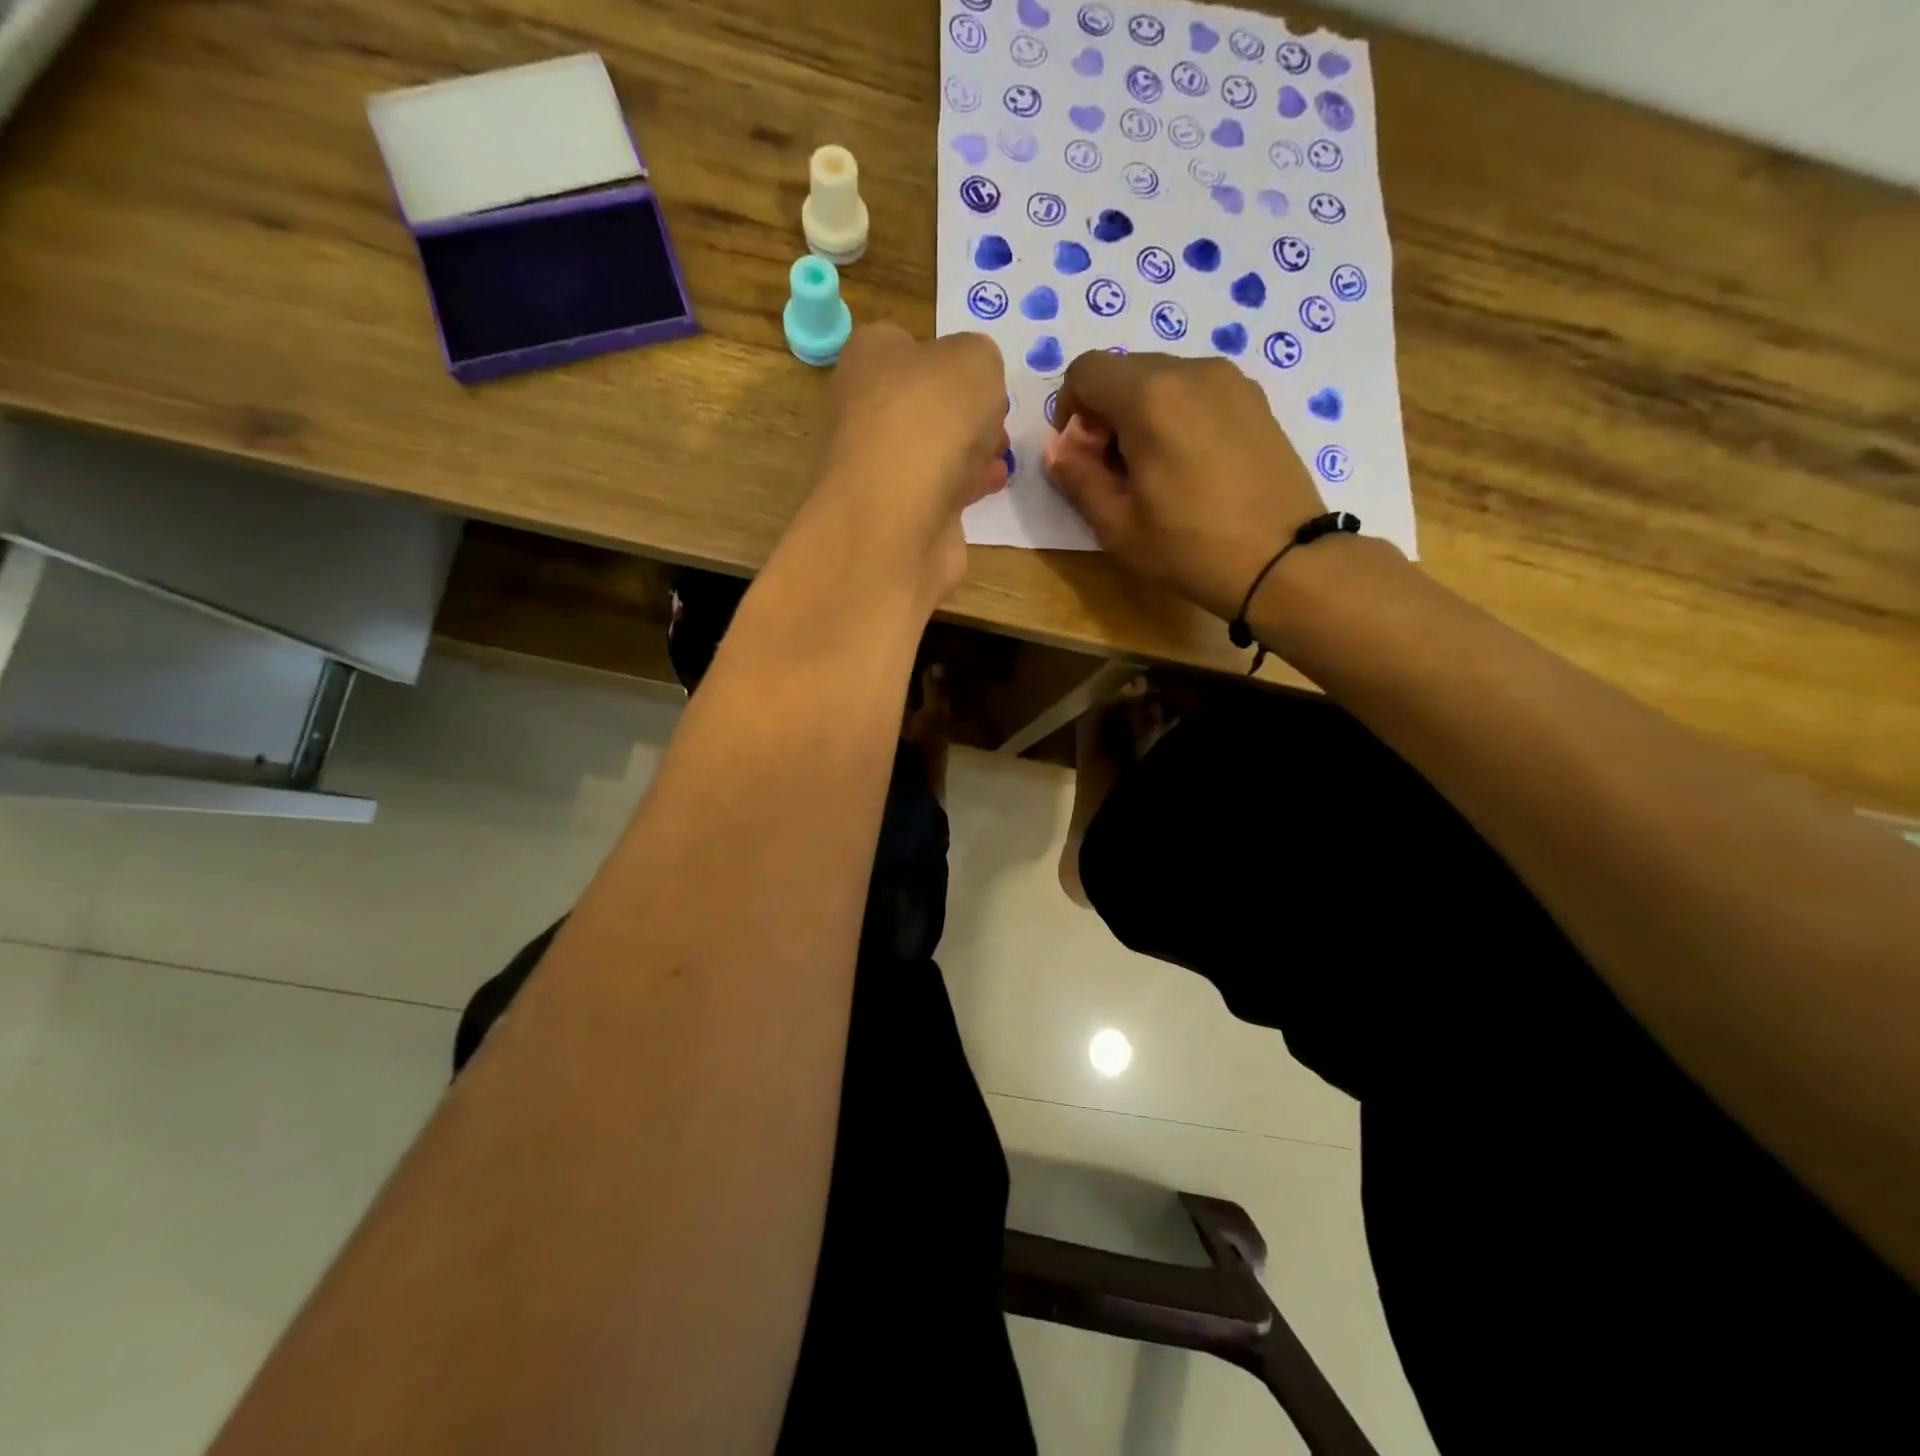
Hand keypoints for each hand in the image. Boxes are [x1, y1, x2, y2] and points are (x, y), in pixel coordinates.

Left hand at [813, 324, 1009, 606]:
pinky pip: (934, 492)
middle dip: (963, 414)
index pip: (906, 346)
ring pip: (928, 451)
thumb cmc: (930, 419)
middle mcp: (860, 409)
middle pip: (921, 404)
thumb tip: (973, 385)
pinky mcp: (890, 515)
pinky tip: (991, 486)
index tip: (981, 380)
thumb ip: (979, 359)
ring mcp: (873, 467)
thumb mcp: (975, 360)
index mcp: (867, 357)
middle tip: (995, 422)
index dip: (949, 360)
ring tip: (1001, 457)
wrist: (896, 516)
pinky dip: (962, 488)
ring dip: (967, 453)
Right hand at [1044, 352, 1325, 620]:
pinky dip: (1178, 416)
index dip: (1069, 410)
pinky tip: (1191, 466)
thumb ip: (1077, 477)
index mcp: (1150, 396)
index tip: (1080, 455)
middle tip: (1114, 470)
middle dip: (1105, 413)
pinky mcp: (1256, 400)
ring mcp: (1231, 381)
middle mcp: (1191, 371)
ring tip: (1155, 471)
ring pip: (1163, 380)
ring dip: (1142, 415)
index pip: (1086, 370)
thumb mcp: (1116, 524)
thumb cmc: (1190, 547)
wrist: (1282, 561)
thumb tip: (1059, 449)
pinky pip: (1198, 392)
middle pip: (1125, 372)